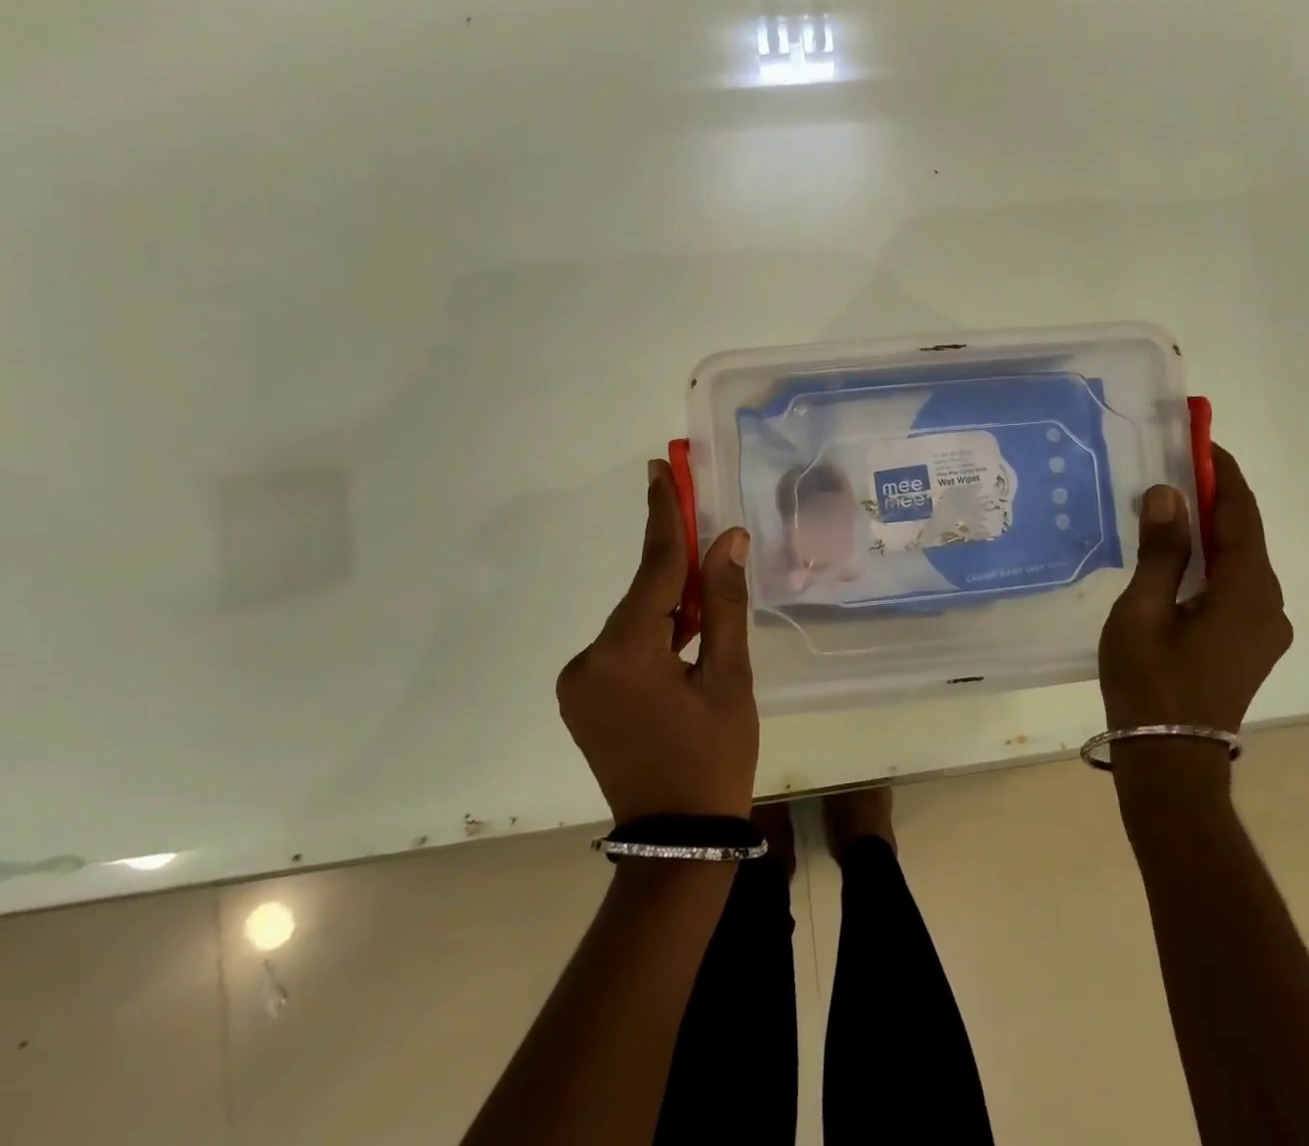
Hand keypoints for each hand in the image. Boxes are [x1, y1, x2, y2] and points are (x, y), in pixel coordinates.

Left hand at [557, 460, 757, 823]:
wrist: (676, 839)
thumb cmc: (715, 757)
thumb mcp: (730, 677)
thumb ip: (724, 603)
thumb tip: (727, 539)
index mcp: (627, 653)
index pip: (653, 567)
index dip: (664, 515)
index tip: (658, 470)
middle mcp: (589, 661)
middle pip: (642, 595)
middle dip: (677, 571)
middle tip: (710, 542)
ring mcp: (578, 683)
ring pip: (633, 621)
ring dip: (668, 610)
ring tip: (704, 628)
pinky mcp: (581, 698)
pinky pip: (622, 646)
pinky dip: (652, 635)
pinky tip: (681, 652)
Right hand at [1099, 445, 1291, 733]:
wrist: (1170, 760)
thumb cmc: (1150, 682)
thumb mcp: (1144, 610)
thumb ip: (1161, 551)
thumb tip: (1168, 494)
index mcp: (1248, 592)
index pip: (1241, 515)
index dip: (1223, 474)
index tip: (1201, 440)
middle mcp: (1269, 604)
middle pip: (1245, 536)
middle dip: (1215, 497)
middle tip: (1176, 465)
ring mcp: (1264, 628)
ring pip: (1241, 562)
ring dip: (1212, 529)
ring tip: (1172, 502)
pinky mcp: (1250, 644)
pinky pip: (1236, 585)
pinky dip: (1212, 560)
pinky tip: (1181, 555)